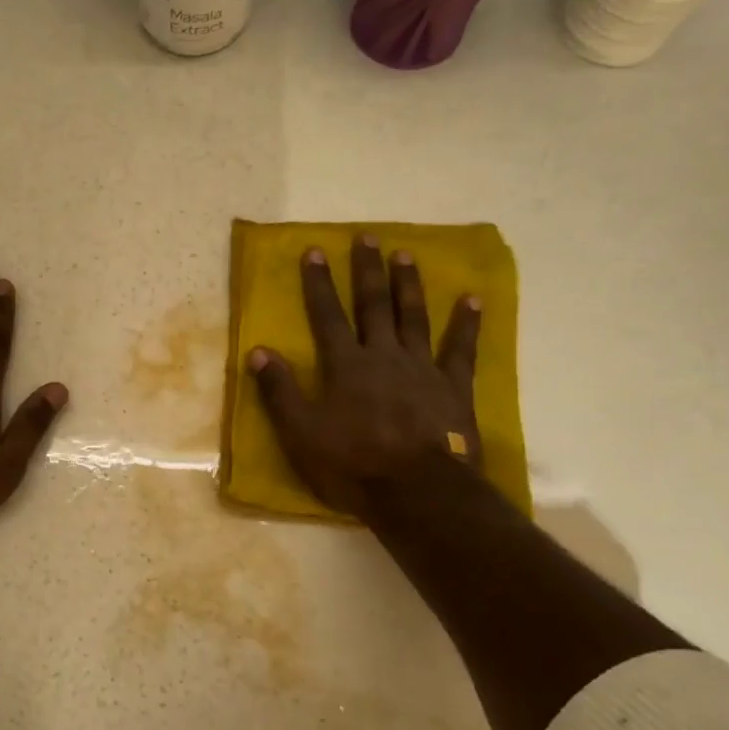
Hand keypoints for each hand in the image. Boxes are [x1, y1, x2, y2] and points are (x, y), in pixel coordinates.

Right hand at [248, 236, 481, 519]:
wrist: (418, 492)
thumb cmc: (353, 465)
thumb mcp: (301, 433)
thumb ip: (279, 391)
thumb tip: (257, 351)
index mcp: (346, 366)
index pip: (327, 316)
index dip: (319, 284)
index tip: (315, 251)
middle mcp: (384, 356)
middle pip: (374, 305)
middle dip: (367, 270)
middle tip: (367, 237)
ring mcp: (423, 369)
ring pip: (414, 317)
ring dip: (408, 284)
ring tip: (406, 254)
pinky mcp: (453, 388)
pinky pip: (461, 348)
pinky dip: (466, 323)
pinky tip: (472, 299)